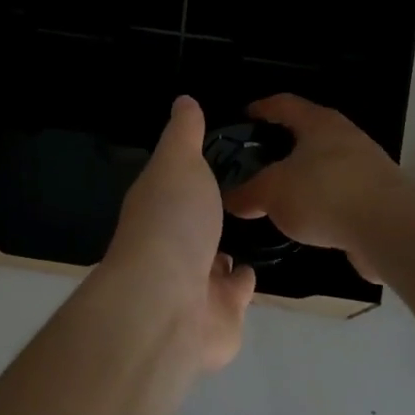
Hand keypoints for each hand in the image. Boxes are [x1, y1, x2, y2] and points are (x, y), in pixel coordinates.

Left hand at [102, 96, 256, 371]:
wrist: (169, 305)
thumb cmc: (172, 223)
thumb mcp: (178, 163)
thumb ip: (183, 134)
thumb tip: (184, 100)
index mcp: (157, 204)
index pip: (175, 181)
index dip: (192, 168)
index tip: (219, 151)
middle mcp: (171, 243)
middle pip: (194, 222)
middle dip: (211, 211)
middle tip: (246, 190)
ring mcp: (193, 282)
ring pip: (213, 258)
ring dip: (226, 247)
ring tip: (255, 226)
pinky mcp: (220, 314)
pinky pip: (235, 291)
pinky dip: (242, 280)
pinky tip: (257, 266)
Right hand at [222, 95, 407, 281]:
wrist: (392, 230)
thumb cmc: (324, 194)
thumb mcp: (272, 193)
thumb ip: (248, 194)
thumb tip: (229, 199)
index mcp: (318, 123)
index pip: (284, 104)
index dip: (262, 108)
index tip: (244, 116)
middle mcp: (345, 136)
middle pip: (308, 133)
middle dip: (283, 145)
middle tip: (257, 160)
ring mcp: (368, 166)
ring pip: (326, 163)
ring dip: (305, 175)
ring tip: (282, 194)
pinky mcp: (381, 196)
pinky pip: (342, 192)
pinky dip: (324, 200)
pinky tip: (310, 220)